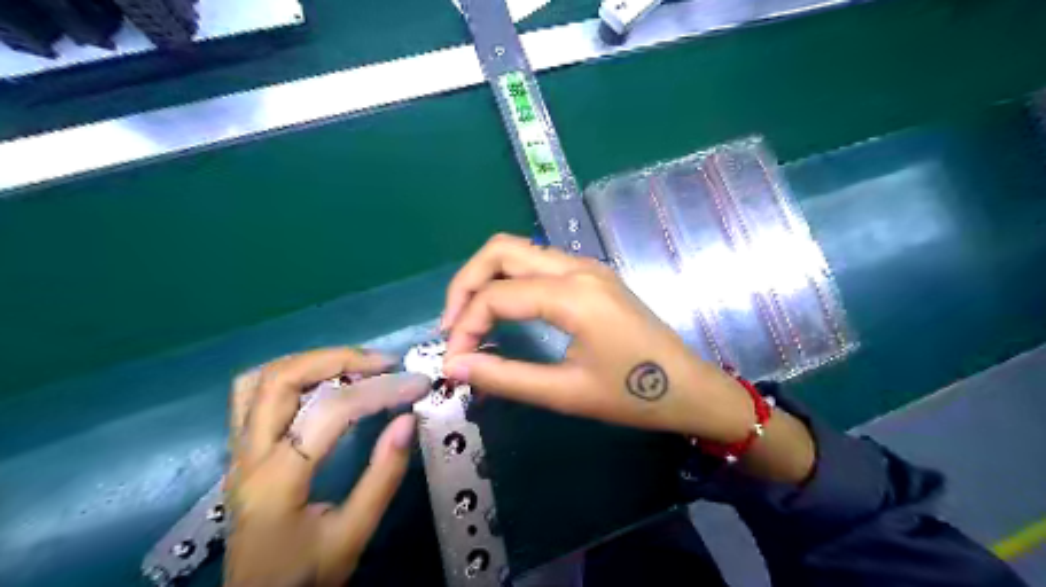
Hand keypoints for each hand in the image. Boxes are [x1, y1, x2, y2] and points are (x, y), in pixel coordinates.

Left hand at [225, 347, 427, 586]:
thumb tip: (407, 419)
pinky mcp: (240, 450)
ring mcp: (237, 450)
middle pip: (283, 379)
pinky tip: (321, 380)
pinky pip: (253, 393)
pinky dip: (291, 374)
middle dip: (340, 359)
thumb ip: (382, 476)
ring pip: (262, 379)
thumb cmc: (305, 576)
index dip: (379, 390)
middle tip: (384, 363)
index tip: (416, 383)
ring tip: (356, 365)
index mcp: (276, 481)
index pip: (330, 412)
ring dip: (313, 361)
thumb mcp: (352, 534)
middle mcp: (248, 456)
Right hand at [441, 231, 760, 442]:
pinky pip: (538, 263)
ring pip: (519, 251)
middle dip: (465, 284)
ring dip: (487, 278)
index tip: (453, 361)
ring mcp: (587, 266)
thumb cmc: (634, 396)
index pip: (496, 295)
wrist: (691, 388)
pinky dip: (510, 280)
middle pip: (501, 250)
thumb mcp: (566, 393)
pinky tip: (505, 310)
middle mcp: (577, 267)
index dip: (464, 326)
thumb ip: (505, 377)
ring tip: (470, 319)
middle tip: (452, 325)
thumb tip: (454, 367)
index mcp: (573, 295)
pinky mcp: (592, 275)